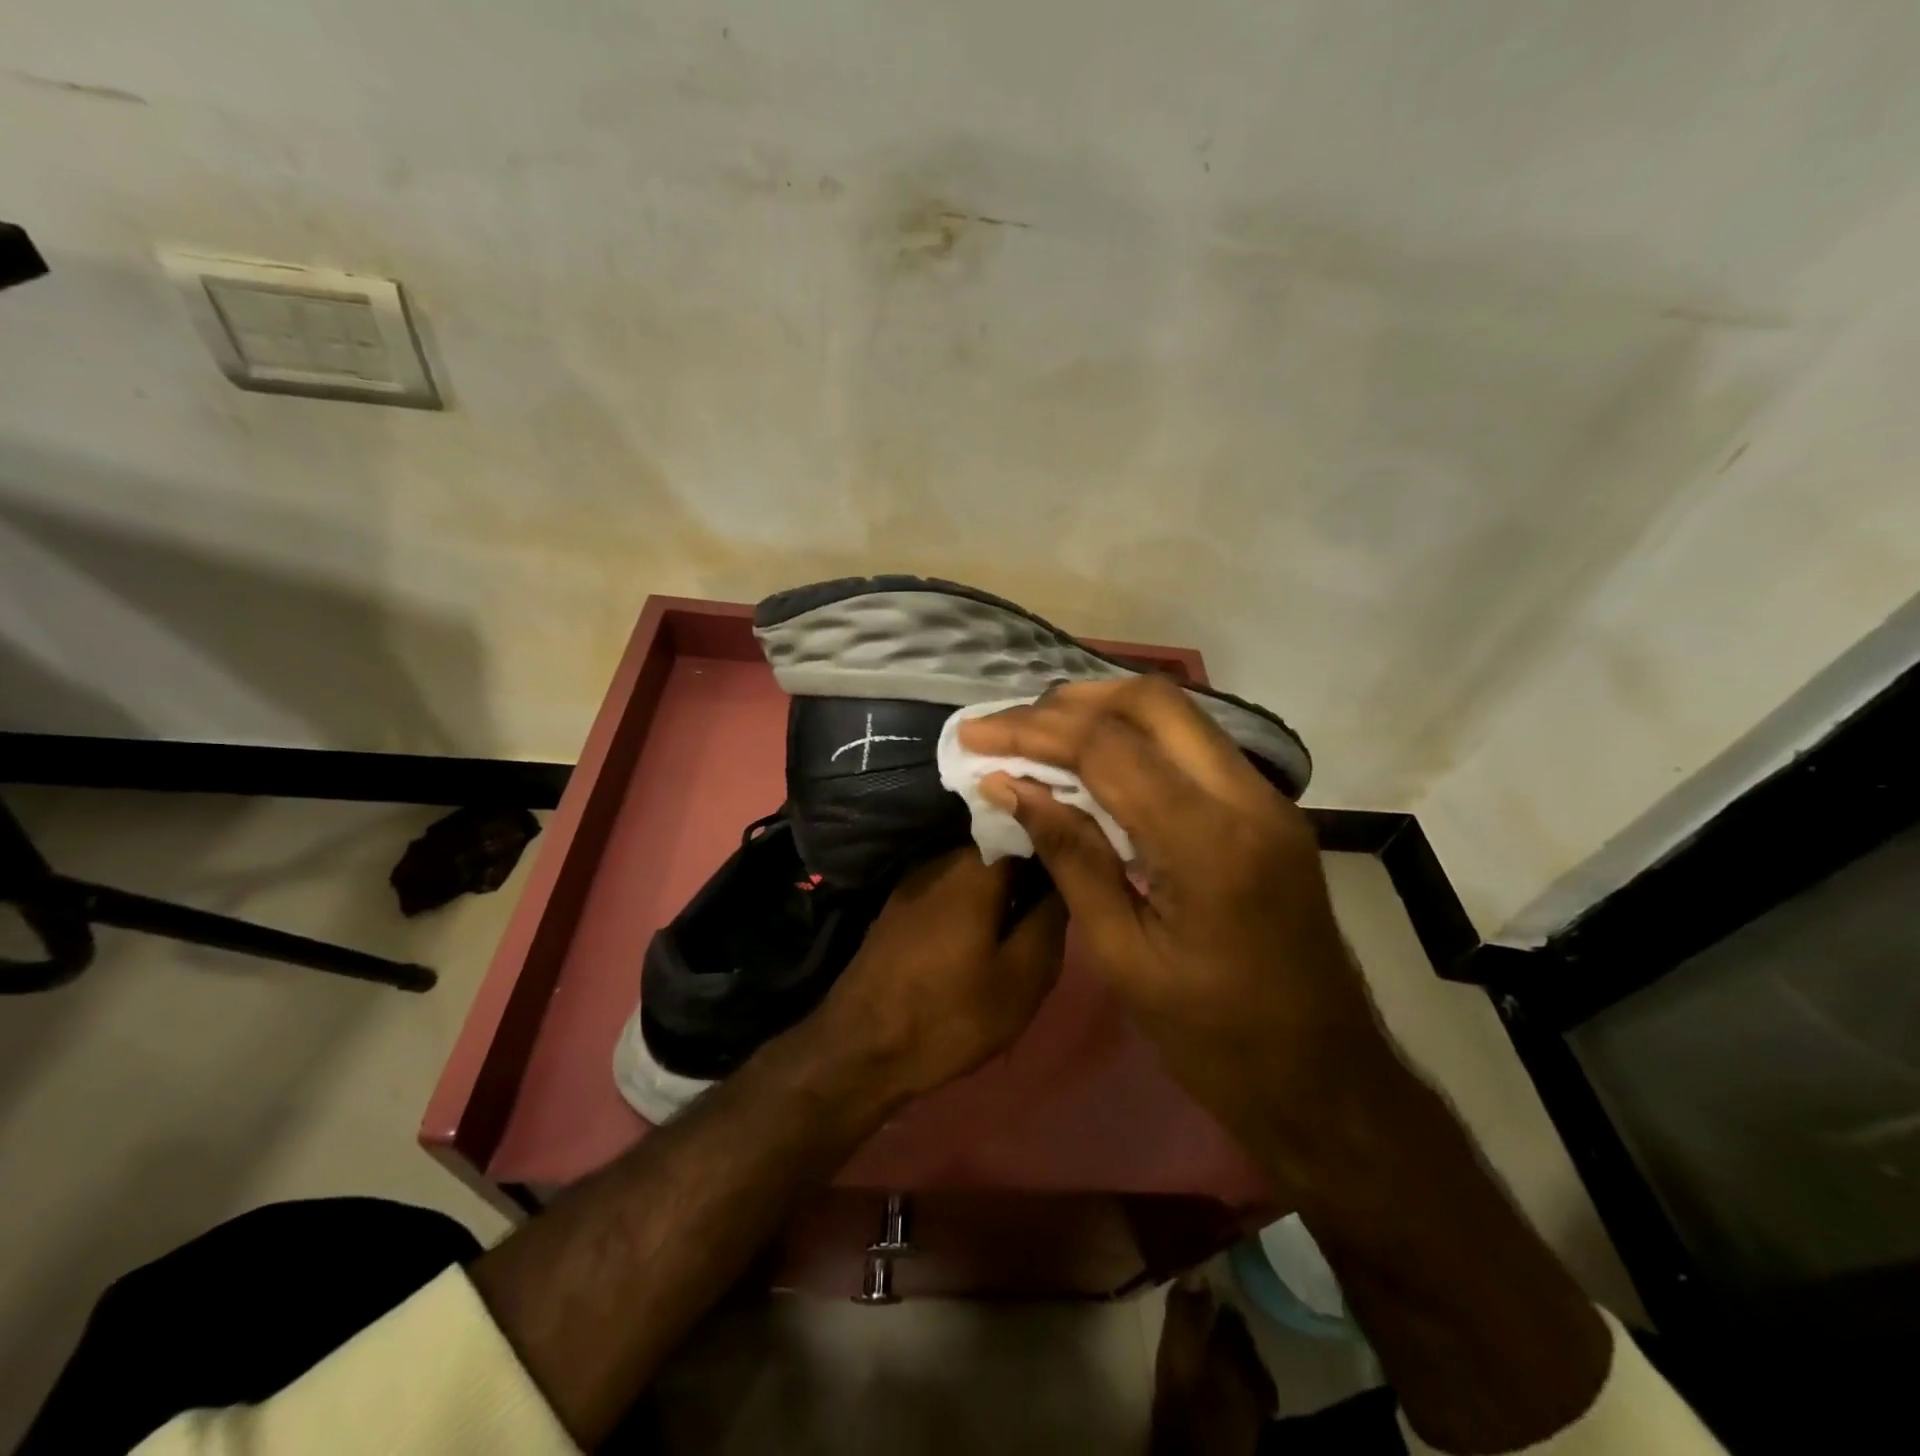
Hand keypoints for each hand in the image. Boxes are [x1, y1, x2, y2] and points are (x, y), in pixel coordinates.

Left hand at [814, 848, 1067, 1099]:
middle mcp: (943, 859)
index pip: (1030, 829)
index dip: (1059, 846)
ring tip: (1026, 921)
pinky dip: (976, 900)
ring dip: (1004, 887)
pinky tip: (985, 933)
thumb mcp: (1022, 977)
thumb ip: (1050, 918)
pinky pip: (952, 886)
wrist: (860, 1047)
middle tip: (1058, 905)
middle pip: (1002, 846)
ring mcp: (916, 879)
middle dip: (1032, 869)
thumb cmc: (950, 1013)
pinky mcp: (900, 903)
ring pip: (977, 868)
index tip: (1082, 869)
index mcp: (976, 867)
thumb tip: (1067, 879)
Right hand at [957, 678, 1391, 1150]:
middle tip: (1009, 725)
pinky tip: (1094, 761)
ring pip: (1178, 714)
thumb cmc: (1214, 1037)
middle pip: (1153, 702)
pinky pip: (1195, 745)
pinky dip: (1136, 737)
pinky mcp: (1269, 809)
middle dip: (1070, 702)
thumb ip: (1070, 856)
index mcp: (1209, 843)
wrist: (1325, 1077)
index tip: (975, 734)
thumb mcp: (1123, 956)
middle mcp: (1248, 798)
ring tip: (1039, 733)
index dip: (1032, 732)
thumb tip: (1009, 787)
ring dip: (1103, 710)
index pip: (1108, 748)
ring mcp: (1268, 798)